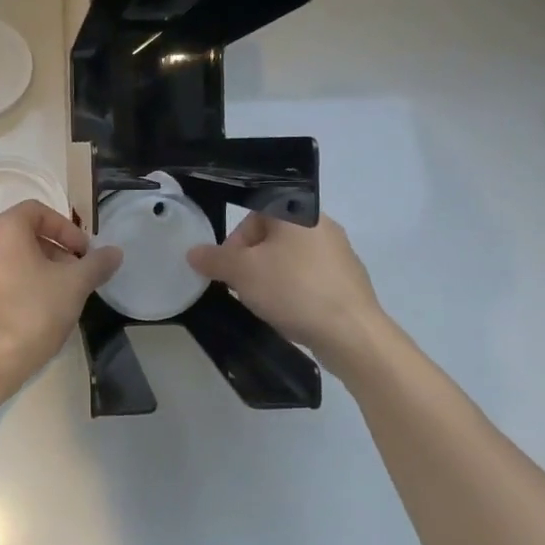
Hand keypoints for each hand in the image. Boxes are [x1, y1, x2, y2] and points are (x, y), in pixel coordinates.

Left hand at [0, 200, 121, 380]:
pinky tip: (38, 312)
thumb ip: (96, 264)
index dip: (66, 228)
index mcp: (4, 229)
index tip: (84, 253)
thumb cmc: (33, 310)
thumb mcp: (75, 285)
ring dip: (40, 269)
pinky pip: (0, 280)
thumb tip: (115, 252)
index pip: (38, 211)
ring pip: (12, 259)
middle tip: (77, 275)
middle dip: (56, 250)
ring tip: (61, 296)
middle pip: (25, 234)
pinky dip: (21, 285)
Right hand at [188, 212, 392, 366]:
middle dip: (251, 261)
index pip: (255, 212)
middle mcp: (322, 225)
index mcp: (297, 212)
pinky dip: (295, 291)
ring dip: (272, 276)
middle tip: (242, 287)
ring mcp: (340, 253)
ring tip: (264, 303)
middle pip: (272, 236)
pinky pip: (311, 277)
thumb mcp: (242, 273)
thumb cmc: (293, 289)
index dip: (236, 240)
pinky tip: (290, 313)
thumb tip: (193, 252)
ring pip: (291, 258)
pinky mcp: (349, 280)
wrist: (351, 332)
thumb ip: (214, 259)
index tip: (229, 267)